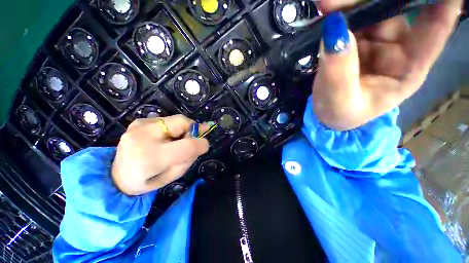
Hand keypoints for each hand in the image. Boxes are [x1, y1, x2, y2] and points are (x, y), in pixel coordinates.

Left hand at [112, 115, 208, 195]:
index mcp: (151, 159)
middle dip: (193, 129)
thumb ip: (190, 157)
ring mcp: (139, 125)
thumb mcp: (173, 175)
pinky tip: (165, 137)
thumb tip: (202, 140)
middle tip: (193, 139)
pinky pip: (166, 120)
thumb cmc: (148, 180)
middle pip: (182, 122)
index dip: (201, 143)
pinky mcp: (139, 121)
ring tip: (176, 141)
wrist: (117, 175)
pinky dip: (173, 127)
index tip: (204, 146)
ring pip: (176, 119)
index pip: (187, 145)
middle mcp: (143, 137)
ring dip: (183, 129)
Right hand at [313, 0, 462, 129]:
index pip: (436, 26)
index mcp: (409, 67)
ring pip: (371, 9)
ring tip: (325, 5)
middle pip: (397, 7)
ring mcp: (376, 41)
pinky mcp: (356, 41)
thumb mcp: (339, 99)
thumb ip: (338, 70)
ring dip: (350, 3)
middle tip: (336, 0)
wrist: (326, 114)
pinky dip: (339, 12)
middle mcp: (399, 47)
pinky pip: (351, 19)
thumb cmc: (338, 113)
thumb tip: (334, 30)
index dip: (442, 1)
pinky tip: (327, 11)